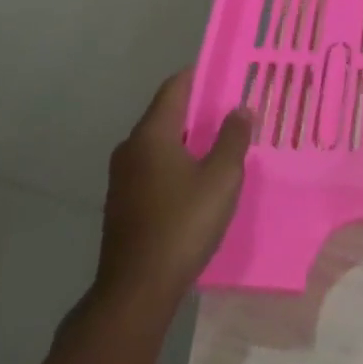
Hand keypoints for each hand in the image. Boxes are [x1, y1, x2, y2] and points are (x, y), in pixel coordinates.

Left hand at [92, 69, 251, 312]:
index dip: (200, 75)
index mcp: (151, 134)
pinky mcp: (123, 204)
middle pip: (166, 113)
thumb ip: (232, 138)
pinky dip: (176, 163)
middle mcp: (131, 148)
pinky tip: (198, 179)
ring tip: (220, 143)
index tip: (226, 72)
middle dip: (198, 108)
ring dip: (188, 138)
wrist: (136, 291)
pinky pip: (153, 167)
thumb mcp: (221, 178)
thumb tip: (240, 109)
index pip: (175, 87)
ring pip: (159, 143)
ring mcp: (122, 178)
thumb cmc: (182, 224)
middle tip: (232, 109)